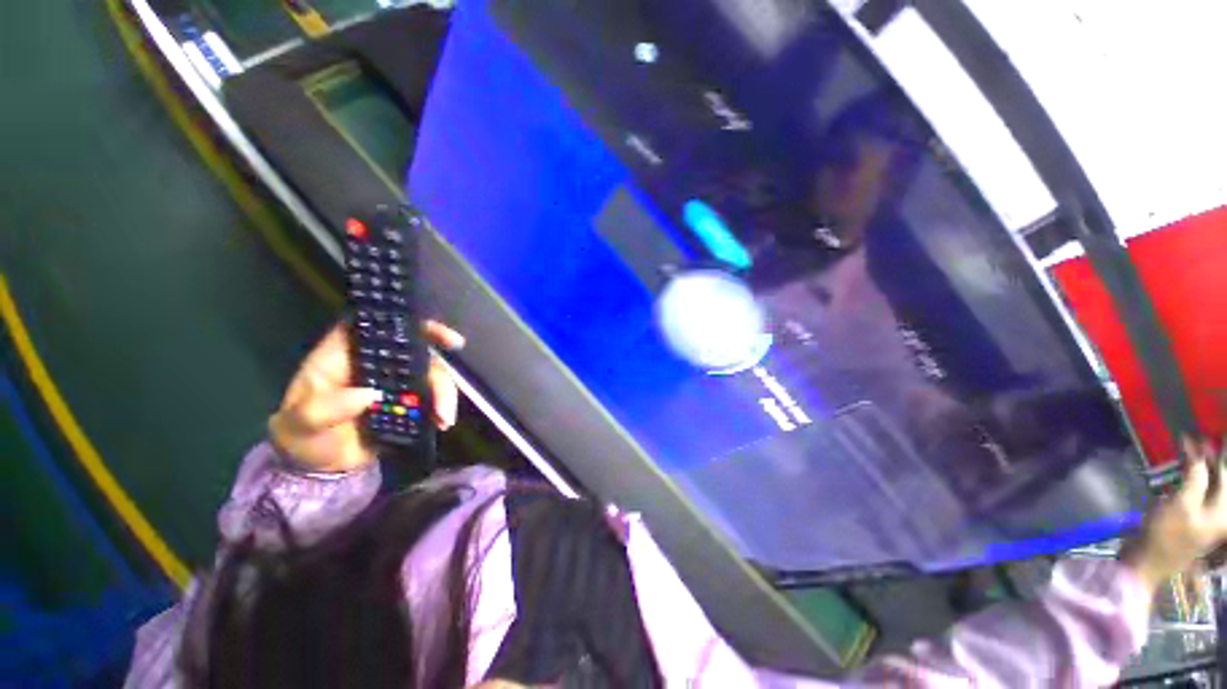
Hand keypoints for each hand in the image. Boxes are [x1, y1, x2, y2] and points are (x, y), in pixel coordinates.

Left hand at [268, 321, 465, 472]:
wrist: (317, 467)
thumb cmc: (301, 436)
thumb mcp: (301, 424)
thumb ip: (325, 409)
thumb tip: (370, 394)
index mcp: (346, 353)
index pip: (380, 326)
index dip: (412, 323)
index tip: (442, 336)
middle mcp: (377, 361)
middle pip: (418, 352)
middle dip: (439, 371)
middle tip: (445, 398)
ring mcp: (396, 380)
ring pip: (432, 375)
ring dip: (444, 395)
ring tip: (444, 420)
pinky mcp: (409, 400)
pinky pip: (434, 396)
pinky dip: (443, 407)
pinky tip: (442, 423)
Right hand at [1119, 437, 1226, 591]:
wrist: (1148, 561)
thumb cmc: (1166, 534)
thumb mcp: (1181, 504)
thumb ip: (1195, 476)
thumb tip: (1198, 447)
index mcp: (1225, 511)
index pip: (1224, 473)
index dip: (1213, 453)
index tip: (1198, 435)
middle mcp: (1223, 512)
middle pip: (1221, 479)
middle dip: (1211, 460)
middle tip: (1197, 440)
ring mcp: (1210, 517)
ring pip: (1212, 484)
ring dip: (1203, 467)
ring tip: (1192, 452)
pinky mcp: (1197, 517)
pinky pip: (1202, 491)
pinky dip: (1195, 478)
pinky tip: (1186, 472)